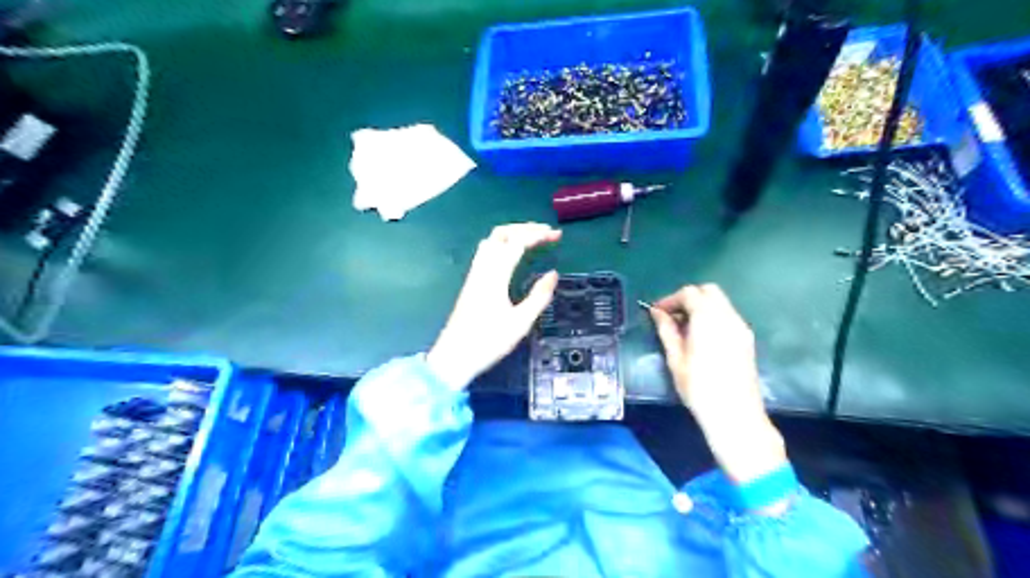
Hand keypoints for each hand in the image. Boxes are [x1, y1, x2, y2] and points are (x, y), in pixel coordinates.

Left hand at [425, 223, 558, 390]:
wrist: (454, 356)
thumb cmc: (488, 341)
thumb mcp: (520, 322)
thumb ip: (539, 296)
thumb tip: (553, 274)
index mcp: (495, 275)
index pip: (517, 241)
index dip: (537, 234)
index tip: (556, 235)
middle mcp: (483, 268)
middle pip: (501, 233)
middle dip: (525, 228)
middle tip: (546, 233)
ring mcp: (474, 274)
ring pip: (491, 240)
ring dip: (512, 233)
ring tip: (532, 239)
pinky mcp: (471, 282)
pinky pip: (487, 251)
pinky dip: (503, 243)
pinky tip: (513, 254)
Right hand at [650, 284, 790, 486]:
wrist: (735, 415)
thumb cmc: (699, 388)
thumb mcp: (676, 358)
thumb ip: (667, 330)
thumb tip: (657, 313)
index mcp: (708, 318)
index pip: (690, 293)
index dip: (671, 299)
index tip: (657, 312)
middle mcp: (728, 317)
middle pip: (708, 291)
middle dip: (688, 298)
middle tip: (671, 316)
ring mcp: (741, 327)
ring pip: (720, 303)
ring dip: (701, 307)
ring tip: (684, 328)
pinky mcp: (747, 339)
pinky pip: (728, 316)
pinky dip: (713, 317)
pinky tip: (701, 337)